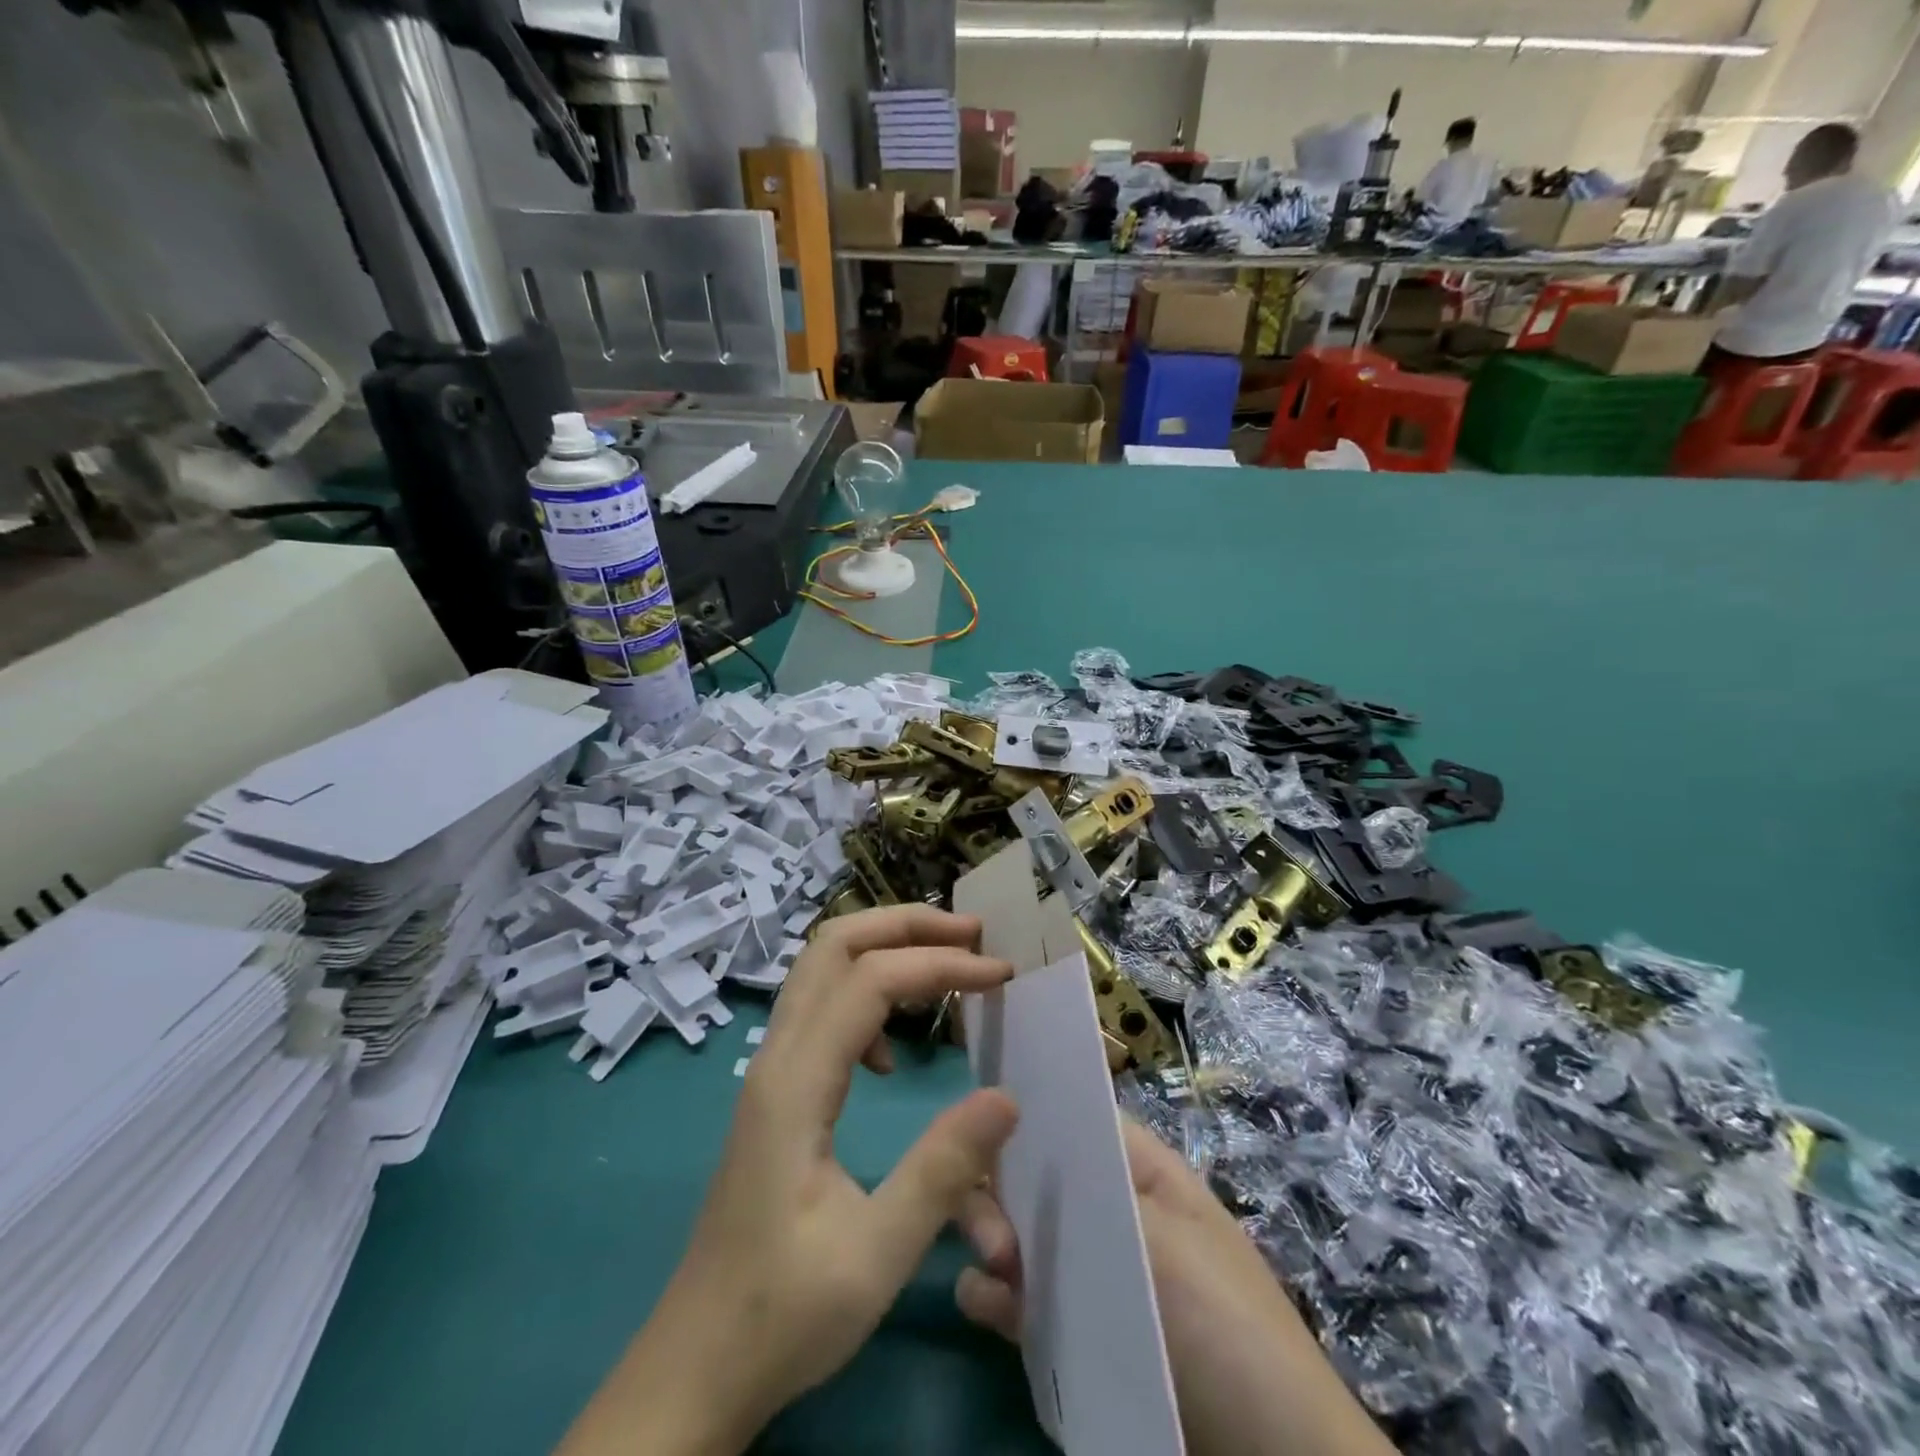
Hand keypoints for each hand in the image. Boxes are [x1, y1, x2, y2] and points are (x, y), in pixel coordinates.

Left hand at [557, 905, 1018, 1455]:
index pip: (871, 981)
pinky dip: (863, 991)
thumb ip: (942, 1170)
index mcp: (795, 1083)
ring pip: (821, 967)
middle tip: (971, 935)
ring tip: (945, 965)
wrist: (695, 1364)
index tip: (1000, 977)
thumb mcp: (875, 1254)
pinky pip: (818, 1006)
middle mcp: (776, 1057)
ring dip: (883, 947)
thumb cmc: (783, 1312)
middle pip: (833, 945)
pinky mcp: (774, 1090)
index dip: (939, 964)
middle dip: (904, 925)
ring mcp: (769, 1070)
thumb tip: (1007, 1096)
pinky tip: (889, 1053)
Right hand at [956, 1121, 1393, 1455]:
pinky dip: (993, 1294)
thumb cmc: (1221, 1326)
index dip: (1025, 1111)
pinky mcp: (1074, 1332)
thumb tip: (1012, 1150)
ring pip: (1019, 1232)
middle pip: (1036, 1174)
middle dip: (1003, 1189)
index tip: (972, 1121)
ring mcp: (1089, 1272)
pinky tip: (983, 1304)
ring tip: (994, 1271)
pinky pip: (1018, 1296)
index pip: (1074, 1118)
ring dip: (992, 1239)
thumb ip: (1082, 1194)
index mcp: (1139, 1171)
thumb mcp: (1161, 1241)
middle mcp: (1108, 1210)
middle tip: (994, 1236)